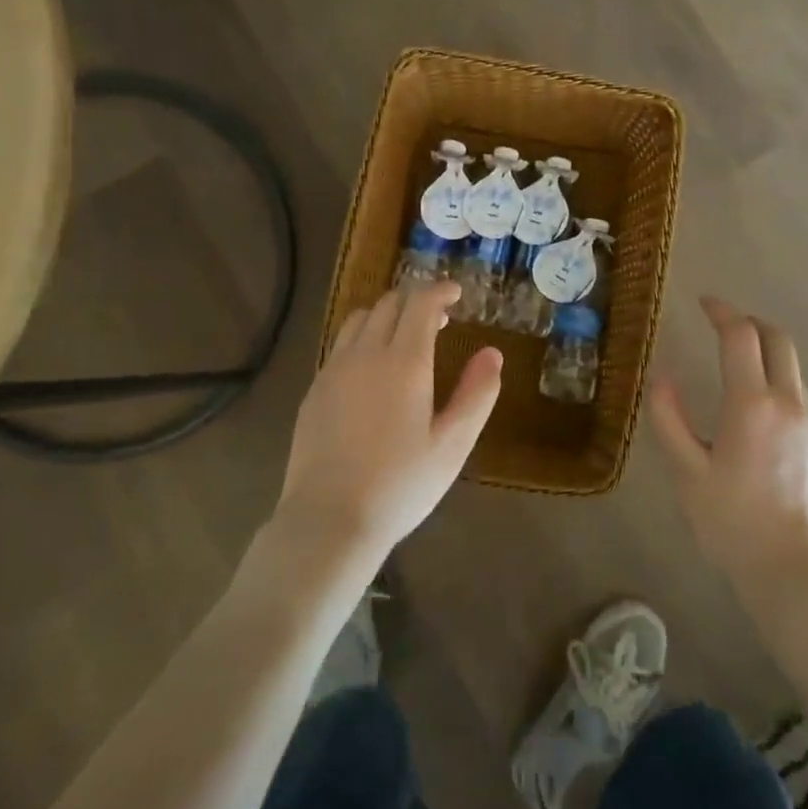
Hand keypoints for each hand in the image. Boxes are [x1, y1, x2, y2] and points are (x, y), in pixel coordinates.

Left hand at [278, 281, 502, 565]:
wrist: (329, 518)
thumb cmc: (401, 484)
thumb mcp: (453, 444)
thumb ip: (477, 394)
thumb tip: (493, 353)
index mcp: (404, 361)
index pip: (421, 303)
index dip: (440, 290)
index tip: (457, 293)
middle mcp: (365, 354)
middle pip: (389, 304)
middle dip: (416, 299)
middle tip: (440, 317)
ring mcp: (334, 370)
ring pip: (360, 319)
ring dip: (386, 314)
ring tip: (405, 335)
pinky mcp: (315, 389)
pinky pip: (341, 345)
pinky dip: (363, 337)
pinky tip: (372, 367)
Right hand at [649, 296, 807, 583]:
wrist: (793, 571)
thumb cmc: (731, 522)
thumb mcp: (686, 472)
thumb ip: (669, 418)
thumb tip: (661, 376)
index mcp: (752, 405)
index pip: (741, 337)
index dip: (722, 312)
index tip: (704, 303)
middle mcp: (789, 404)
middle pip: (779, 341)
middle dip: (751, 323)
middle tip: (722, 324)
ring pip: (791, 369)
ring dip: (765, 352)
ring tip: (734, 365)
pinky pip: (796, 397)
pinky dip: (774, 383)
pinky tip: (752, 413)